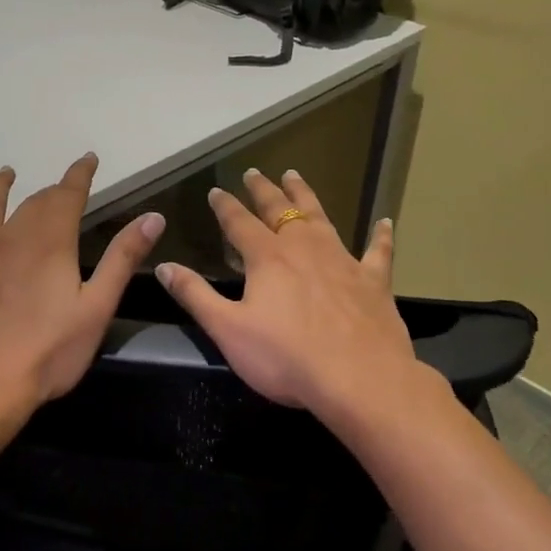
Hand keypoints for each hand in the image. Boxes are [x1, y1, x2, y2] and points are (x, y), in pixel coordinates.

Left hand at [0, 154, 165, 407]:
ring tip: (4, 175)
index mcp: (50, 243)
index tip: (87, 159)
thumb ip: (122, 259)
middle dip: (49, 191)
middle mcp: (10, 238)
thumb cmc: (48, 352)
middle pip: (31, 204)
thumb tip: (153, 216)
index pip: (67, 195)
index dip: (79, 174)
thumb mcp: (97, 308)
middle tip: (58, 188)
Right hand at [155, 169, 416, 416]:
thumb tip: (163, 265)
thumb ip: (195, 295)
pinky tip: (386, 223)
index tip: (216, 190)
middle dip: (264, 190)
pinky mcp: (373, 281)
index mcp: (267, 258)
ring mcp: (342, 261)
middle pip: (280, 209)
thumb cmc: (286, 357)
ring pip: (321, 217)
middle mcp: (304, 248)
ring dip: (306, 195)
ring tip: (295, 175)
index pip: (239, 223)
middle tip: (254, 172)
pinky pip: (378, 252)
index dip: (225, 206)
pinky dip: (381, 237)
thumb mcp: (228, 329)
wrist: (359, 379)